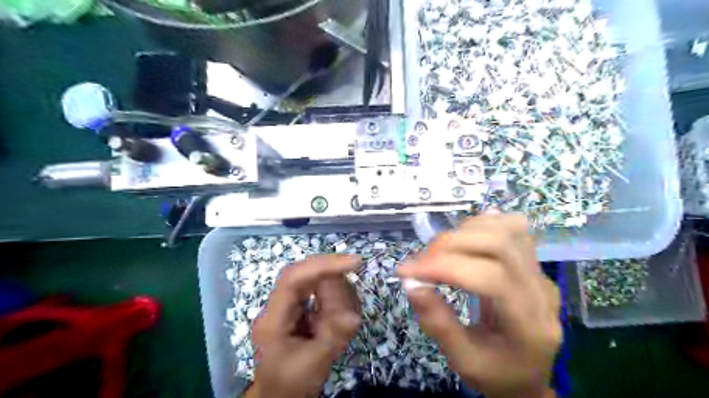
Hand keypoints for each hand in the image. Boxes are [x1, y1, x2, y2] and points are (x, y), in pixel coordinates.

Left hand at [248, 256, 361, 396]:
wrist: (279, 396)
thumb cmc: (291, 383)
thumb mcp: (314, 364)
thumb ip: (333, 337)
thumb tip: (354, 316)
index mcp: (274, 318)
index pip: (294, 278)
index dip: (323, 265)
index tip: (354, 262)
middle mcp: (279, 305)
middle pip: (306, 274)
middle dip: (334, 281)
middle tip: (350, 304)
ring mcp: (289, 305)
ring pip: (316, 281)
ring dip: (337, 294)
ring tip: (342, 319)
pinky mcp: (300, 308)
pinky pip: (321, 292)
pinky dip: (337, 300)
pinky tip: (340, 318)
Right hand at [397, 215, 559, 397]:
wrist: (528, 376)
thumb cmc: (496, 374)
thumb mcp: (463, 362)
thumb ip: (438, 323)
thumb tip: (412, 283)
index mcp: (528, 325)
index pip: (490, 277)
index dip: (444, 267)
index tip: (406, 272)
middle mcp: (540, 291)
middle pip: (499, 243)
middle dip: (450, 245)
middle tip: (421, 262)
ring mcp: (540, 273)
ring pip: (507, 228)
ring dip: (464, 232)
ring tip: (439, 252)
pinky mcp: (533, 263)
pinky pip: (512, 228)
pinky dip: (481, 224)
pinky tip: (463, 237)